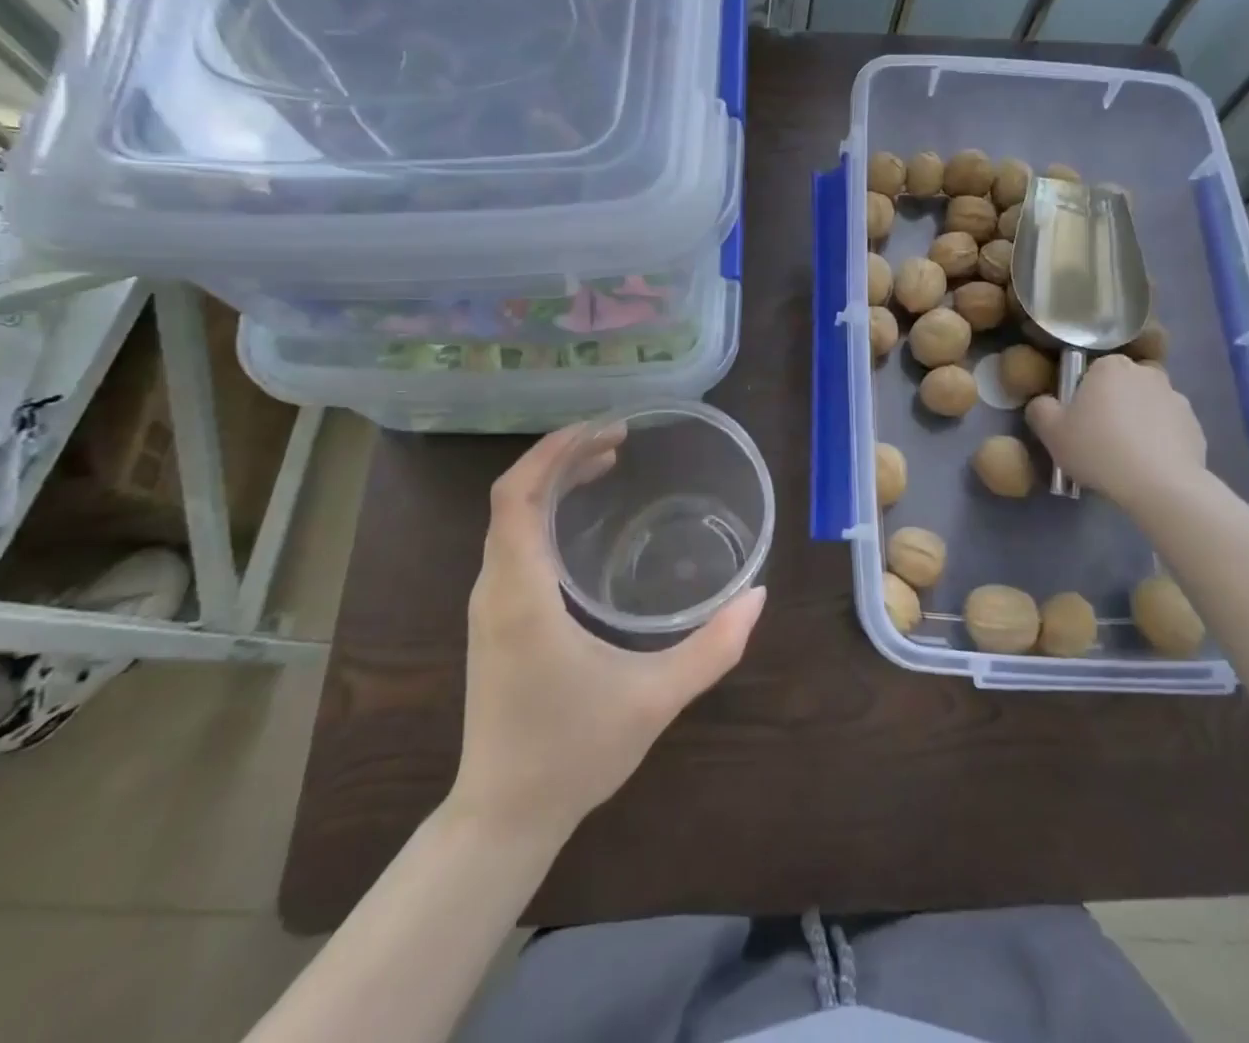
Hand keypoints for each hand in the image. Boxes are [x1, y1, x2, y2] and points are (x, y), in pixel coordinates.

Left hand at [449, 425, 766, 843]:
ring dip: (551, 482)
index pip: (516, 497)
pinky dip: (543, 512)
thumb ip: (713, 648)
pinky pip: (512, 543)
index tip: (602, 431)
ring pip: (509, 519)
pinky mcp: (494, 620)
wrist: (503, 816)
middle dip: (560, 457)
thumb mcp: (655, 700)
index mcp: (522, 595)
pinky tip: (583, 520)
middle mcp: (496, 589)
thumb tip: (759, 596)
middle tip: (618, 440)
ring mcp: (489, 605)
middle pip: (512, 497)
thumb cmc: (573, 753)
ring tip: (605, 464)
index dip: (552, 453)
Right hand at [1026, 354, 1206, 511]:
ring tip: (1124, 459)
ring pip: (1146, 408)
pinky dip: (1158, 442)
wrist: (1160, 485)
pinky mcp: (1196, 427)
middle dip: (1111, 407)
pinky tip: (1147, 467)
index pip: (1090, 373)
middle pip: (1120, 388)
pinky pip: (1168, 430)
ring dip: (1136, 424)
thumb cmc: (1098, 449)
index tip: (1077, 423)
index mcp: (1110, 366)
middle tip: (1097, 441)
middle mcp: (1147, 373)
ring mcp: (1176, 398)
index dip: (1081, 397)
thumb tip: (1044, 403)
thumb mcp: (1050, 431)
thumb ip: (1040, 409)